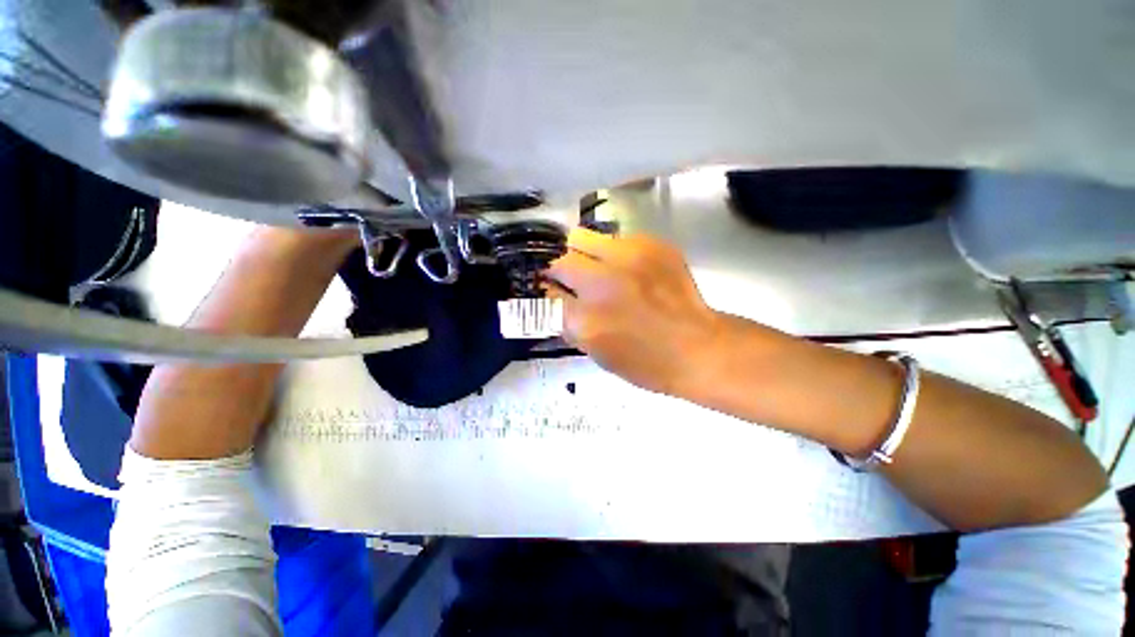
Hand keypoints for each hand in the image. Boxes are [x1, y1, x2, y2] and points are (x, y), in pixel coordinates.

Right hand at [544, 228, 722, 394]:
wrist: (698, 348)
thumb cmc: (644, 362)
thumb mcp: (596, 353)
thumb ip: (569, 323)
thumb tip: (554, 296)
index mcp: (585, 320)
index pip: (548, 292)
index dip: (549, 290)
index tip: (553, 289)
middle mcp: (601, 283)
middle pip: (561, 260)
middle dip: (562, 270)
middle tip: (575, 279)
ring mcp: (627, 259)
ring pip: (583, 237)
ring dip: (584, 254)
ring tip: (600, 268)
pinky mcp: (651, 245)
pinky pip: (616, 238)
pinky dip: (615, 253)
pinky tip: (630, 270)